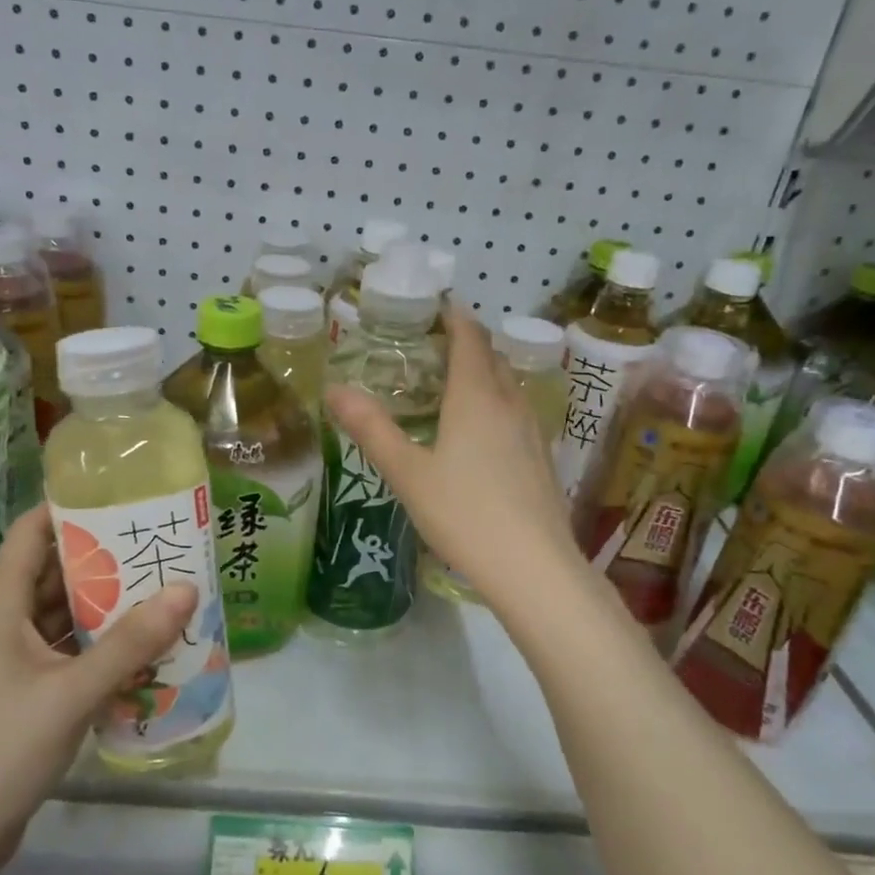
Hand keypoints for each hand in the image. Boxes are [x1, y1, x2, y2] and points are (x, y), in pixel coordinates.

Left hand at [0, 503, 198, 874]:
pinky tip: (142, 644)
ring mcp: (12, 658)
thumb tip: (186, 589)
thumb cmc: (0, 750)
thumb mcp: (72, 692)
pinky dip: (99, 642)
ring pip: (62, 612)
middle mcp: (2, 621)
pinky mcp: (24, 690)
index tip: (124, 498)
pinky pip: (66, 649)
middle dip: (105, 556)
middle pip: (54, 570)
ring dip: (106, 603)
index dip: (72, 508)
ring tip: (162, 587)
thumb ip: (131, 642)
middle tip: (161, 543)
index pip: (31, 532)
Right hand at [325, 307, 581, 608]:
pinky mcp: (542, 458)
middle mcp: (510, 403)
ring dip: (483, 373)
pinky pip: (516, 412)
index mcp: (476, 396)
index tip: (436, 307)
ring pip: (507, 385)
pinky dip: (495, 403)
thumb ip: (371, 428)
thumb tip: (333, 389)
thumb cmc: (464, 513)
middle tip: (431, 347)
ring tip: (452, 385)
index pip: (470, 337)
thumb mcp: (407, 472)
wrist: (533, 567)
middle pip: (491, 357)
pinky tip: (479, 432)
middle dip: (466, 343)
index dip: (454, 317)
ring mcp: (532, 430)